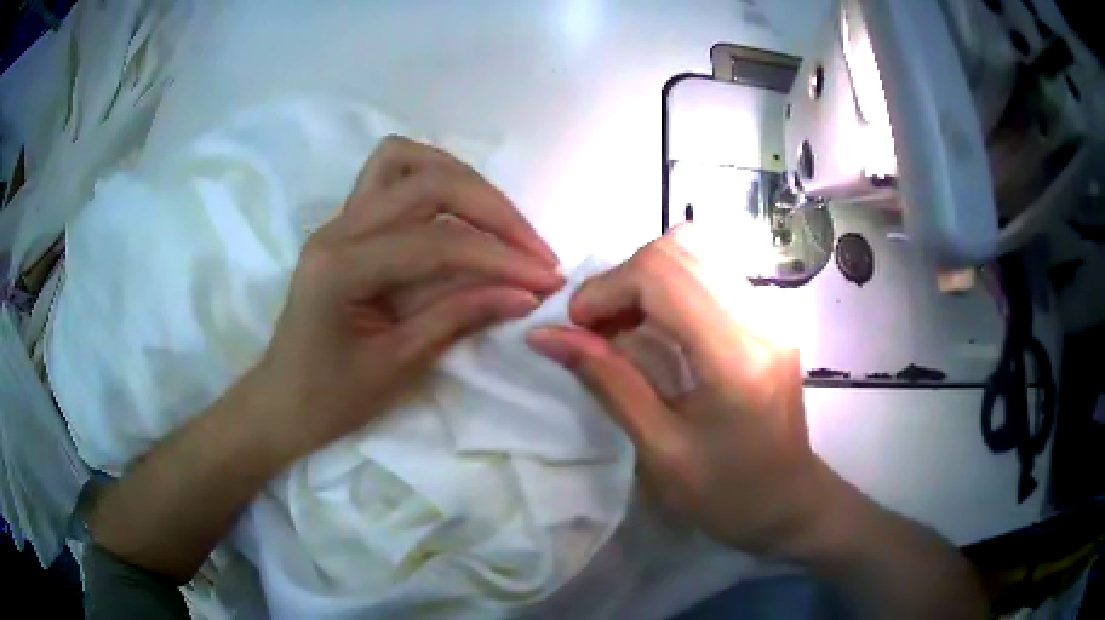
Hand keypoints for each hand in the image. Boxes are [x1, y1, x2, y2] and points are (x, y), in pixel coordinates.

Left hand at [251, 136, 561, 460]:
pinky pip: (391, 175)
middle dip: (493, 211)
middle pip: (427, 182)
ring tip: (499, 223)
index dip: (499, 258)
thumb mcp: (399, 366)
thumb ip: (460, 318)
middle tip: (535, 251)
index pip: (436, 242)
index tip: (547, 280)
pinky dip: (432, 179)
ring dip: (461, 180)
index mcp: (340, 267)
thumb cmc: (331, 398)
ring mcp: (338, 219)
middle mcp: (337, 227)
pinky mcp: (346, 224)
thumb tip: (526, 294)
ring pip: (406, 161)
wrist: (283, 401)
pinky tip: (457, 211)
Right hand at [527, 227, 835, 556]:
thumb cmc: (727, 494)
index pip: (661, 273)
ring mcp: (771, 311)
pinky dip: (670, 285)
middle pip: (677, 249)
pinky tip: (658, 326)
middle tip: (598, 329)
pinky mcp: (770, 314)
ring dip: (645, 278)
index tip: (576, 326)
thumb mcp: (659, 451)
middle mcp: (760, 317)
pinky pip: (711, 270)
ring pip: (695, 250)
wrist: (790, 501)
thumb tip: (547, 336)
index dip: (607, 287)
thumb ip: (607, 382)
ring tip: (624, 326)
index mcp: (736, 356)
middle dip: (622, 280)